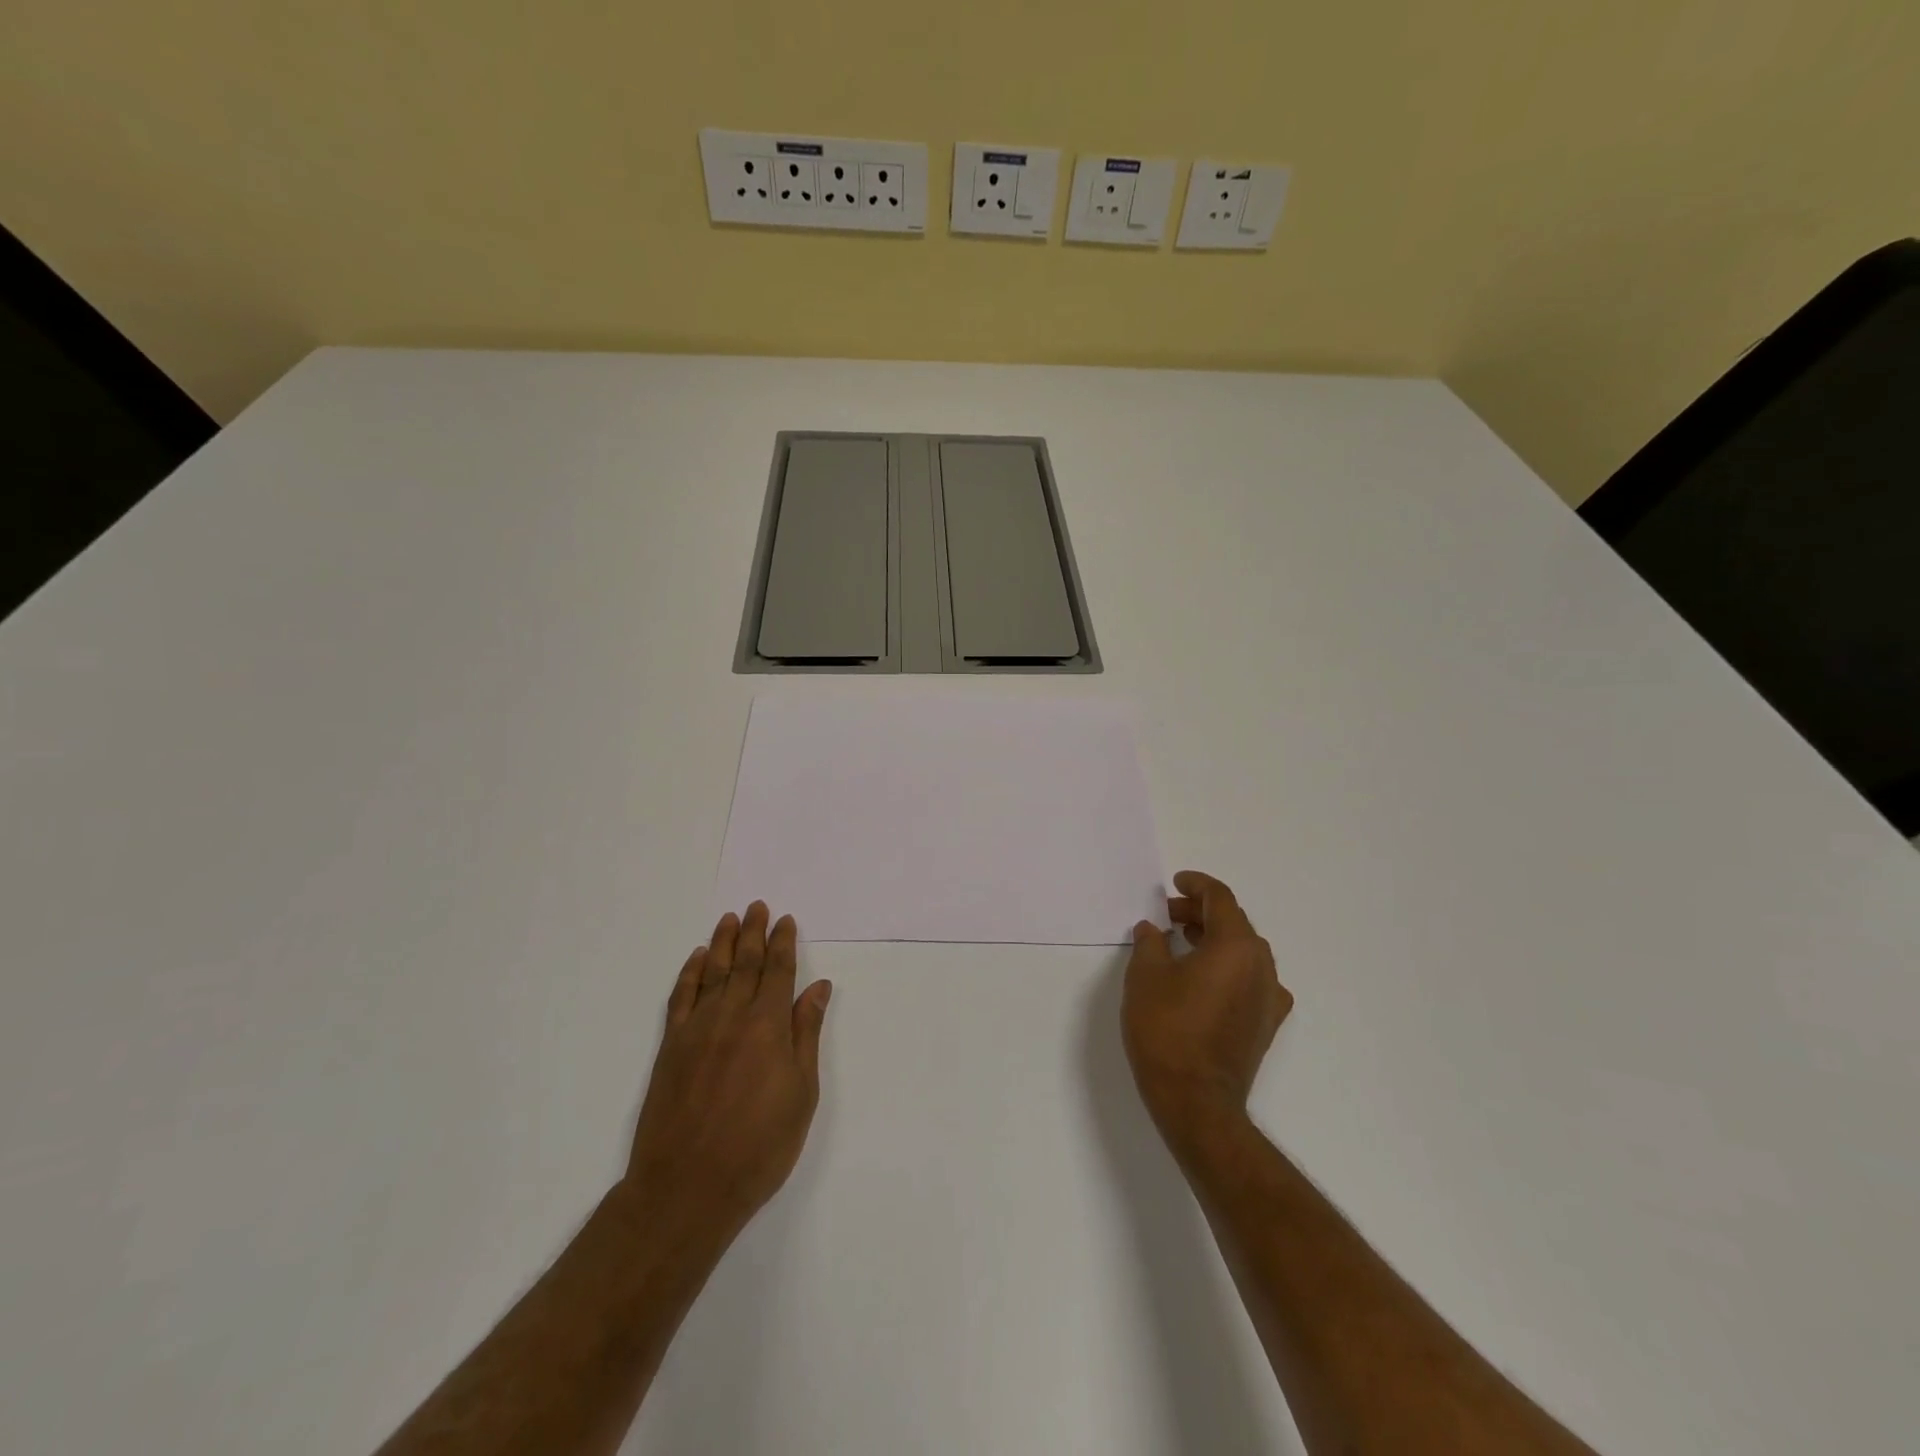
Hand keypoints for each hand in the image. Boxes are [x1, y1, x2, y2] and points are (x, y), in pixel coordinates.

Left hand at [624, 902, 831, 1238]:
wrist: (687, 1187)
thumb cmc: (759, 1146)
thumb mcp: (801, 1094)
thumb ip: (805, 1034)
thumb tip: (817, 988)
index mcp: (768, 1025)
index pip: (778, 971)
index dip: (783, 943)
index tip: (785, 920)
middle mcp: (731, 1016)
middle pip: (744, 963)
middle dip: (753, 932)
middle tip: (757, 906)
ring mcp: (696, 1029)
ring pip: (711, 972)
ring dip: (722, 942)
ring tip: (729, 919)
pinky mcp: (670, 1047)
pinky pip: (680, 997)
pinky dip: (688, 973)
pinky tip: (695, 959)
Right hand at [1123, 871, 1291, 1147]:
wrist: (1196, 1100)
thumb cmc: (1167, 1029)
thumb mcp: (1145, 976)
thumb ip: (1150, 943)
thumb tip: (1152, 930)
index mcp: (1236, 946)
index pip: (1220, 899)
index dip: (1196, 885)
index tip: (1175, 882)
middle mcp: (1261, 965)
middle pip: (1234, 923)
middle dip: (1200, 912)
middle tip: (1167, 915)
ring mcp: (1269, 997)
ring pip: (1244, 951)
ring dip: (1213, 939)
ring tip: (1179, 943)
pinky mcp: (1266, 1023)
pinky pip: (1250, 979)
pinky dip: (1227, 967)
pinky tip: (1202, 979)